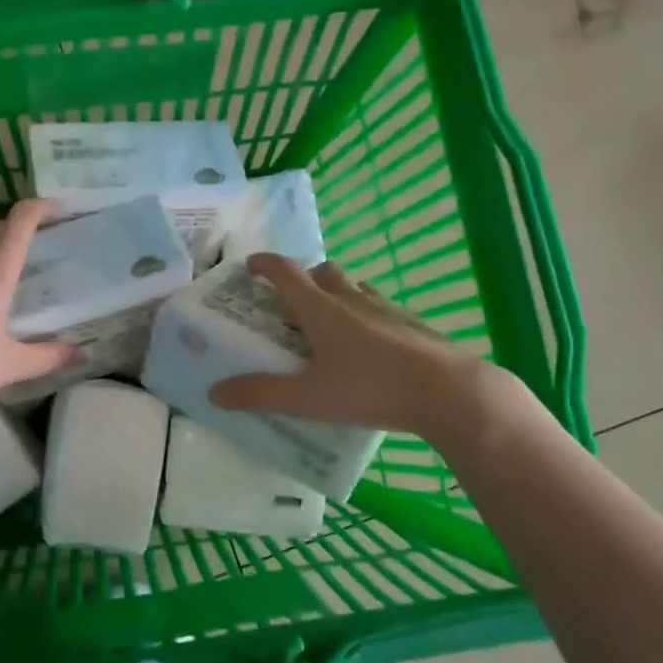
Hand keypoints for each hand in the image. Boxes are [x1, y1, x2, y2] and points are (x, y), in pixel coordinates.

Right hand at [208, 254, 535, 437]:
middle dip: (304, 278)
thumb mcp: (307, 398)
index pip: (286, 272)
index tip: (250, 265)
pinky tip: (371, 346)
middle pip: (324, 271)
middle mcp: (352, 299)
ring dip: (337, 292)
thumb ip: (260, 394)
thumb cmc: (370, 389)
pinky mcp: (412, 325)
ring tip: (331, 322)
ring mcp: (387, 309)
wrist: (447, 392)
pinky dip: (367, 314)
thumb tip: (214, 392)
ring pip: (355, 286)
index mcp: (321, 309)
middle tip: (292, 301)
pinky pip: (381, 308)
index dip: (265, 265)